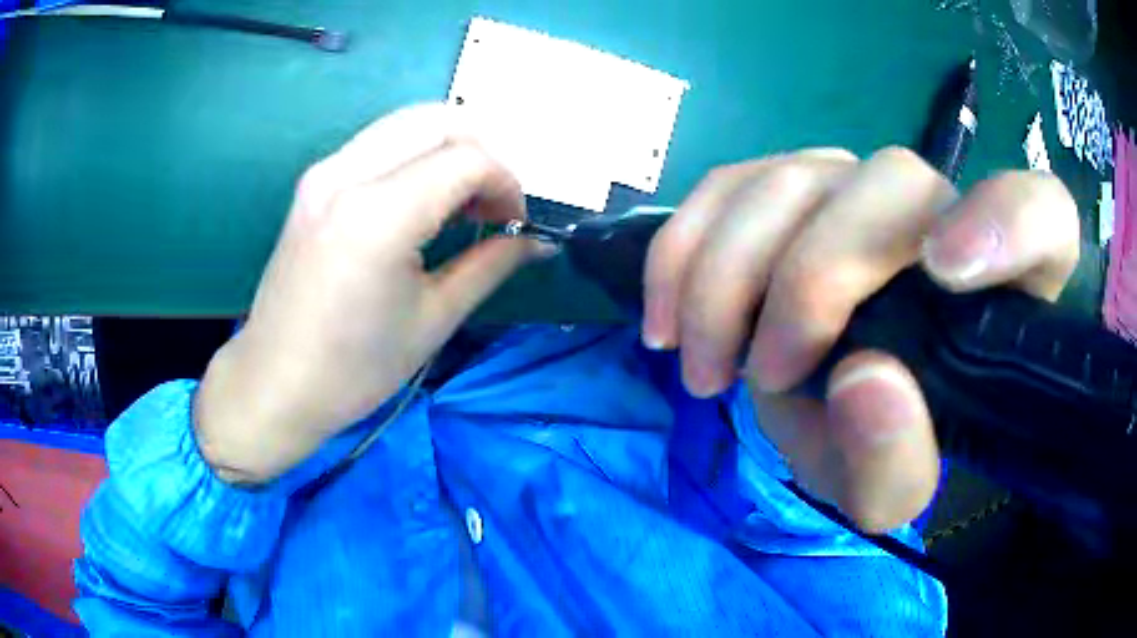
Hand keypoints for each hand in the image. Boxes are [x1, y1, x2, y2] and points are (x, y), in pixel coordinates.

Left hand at [195, 104, 544, 483]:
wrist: (276, 383)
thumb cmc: (355, 369)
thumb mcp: (434, 319)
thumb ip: (491, 265)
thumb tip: (537, 241)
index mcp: (378, 215)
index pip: (468, 160)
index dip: (507, 184)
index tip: (516, 223)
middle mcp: (347, 174)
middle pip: (441, 120)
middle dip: (484, 152)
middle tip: (493, 204)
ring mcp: (325, 171)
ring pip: (409, 121)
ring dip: (451, 148)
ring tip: (462, 201)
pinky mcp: (315, 181)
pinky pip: (381, 141)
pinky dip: (417, 154)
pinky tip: (423, 198)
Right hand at [644, 147, 1078, 531]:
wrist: (840, 410)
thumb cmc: (885, 446)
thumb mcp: (887, 492)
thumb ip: (894, 463)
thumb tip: (865, 382)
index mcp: (1005, 286)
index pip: (1042, 215)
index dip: (1006, 218)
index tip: (944, 272)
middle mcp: (941, 210)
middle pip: (890, 184)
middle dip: (812, 279)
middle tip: (758, 374)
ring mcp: (861, 185)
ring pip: (794, 175)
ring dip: (727, 273)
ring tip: (699, 363)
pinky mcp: (793, 184)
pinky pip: (732, 180)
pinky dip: (684, 245)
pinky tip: (666, 314)